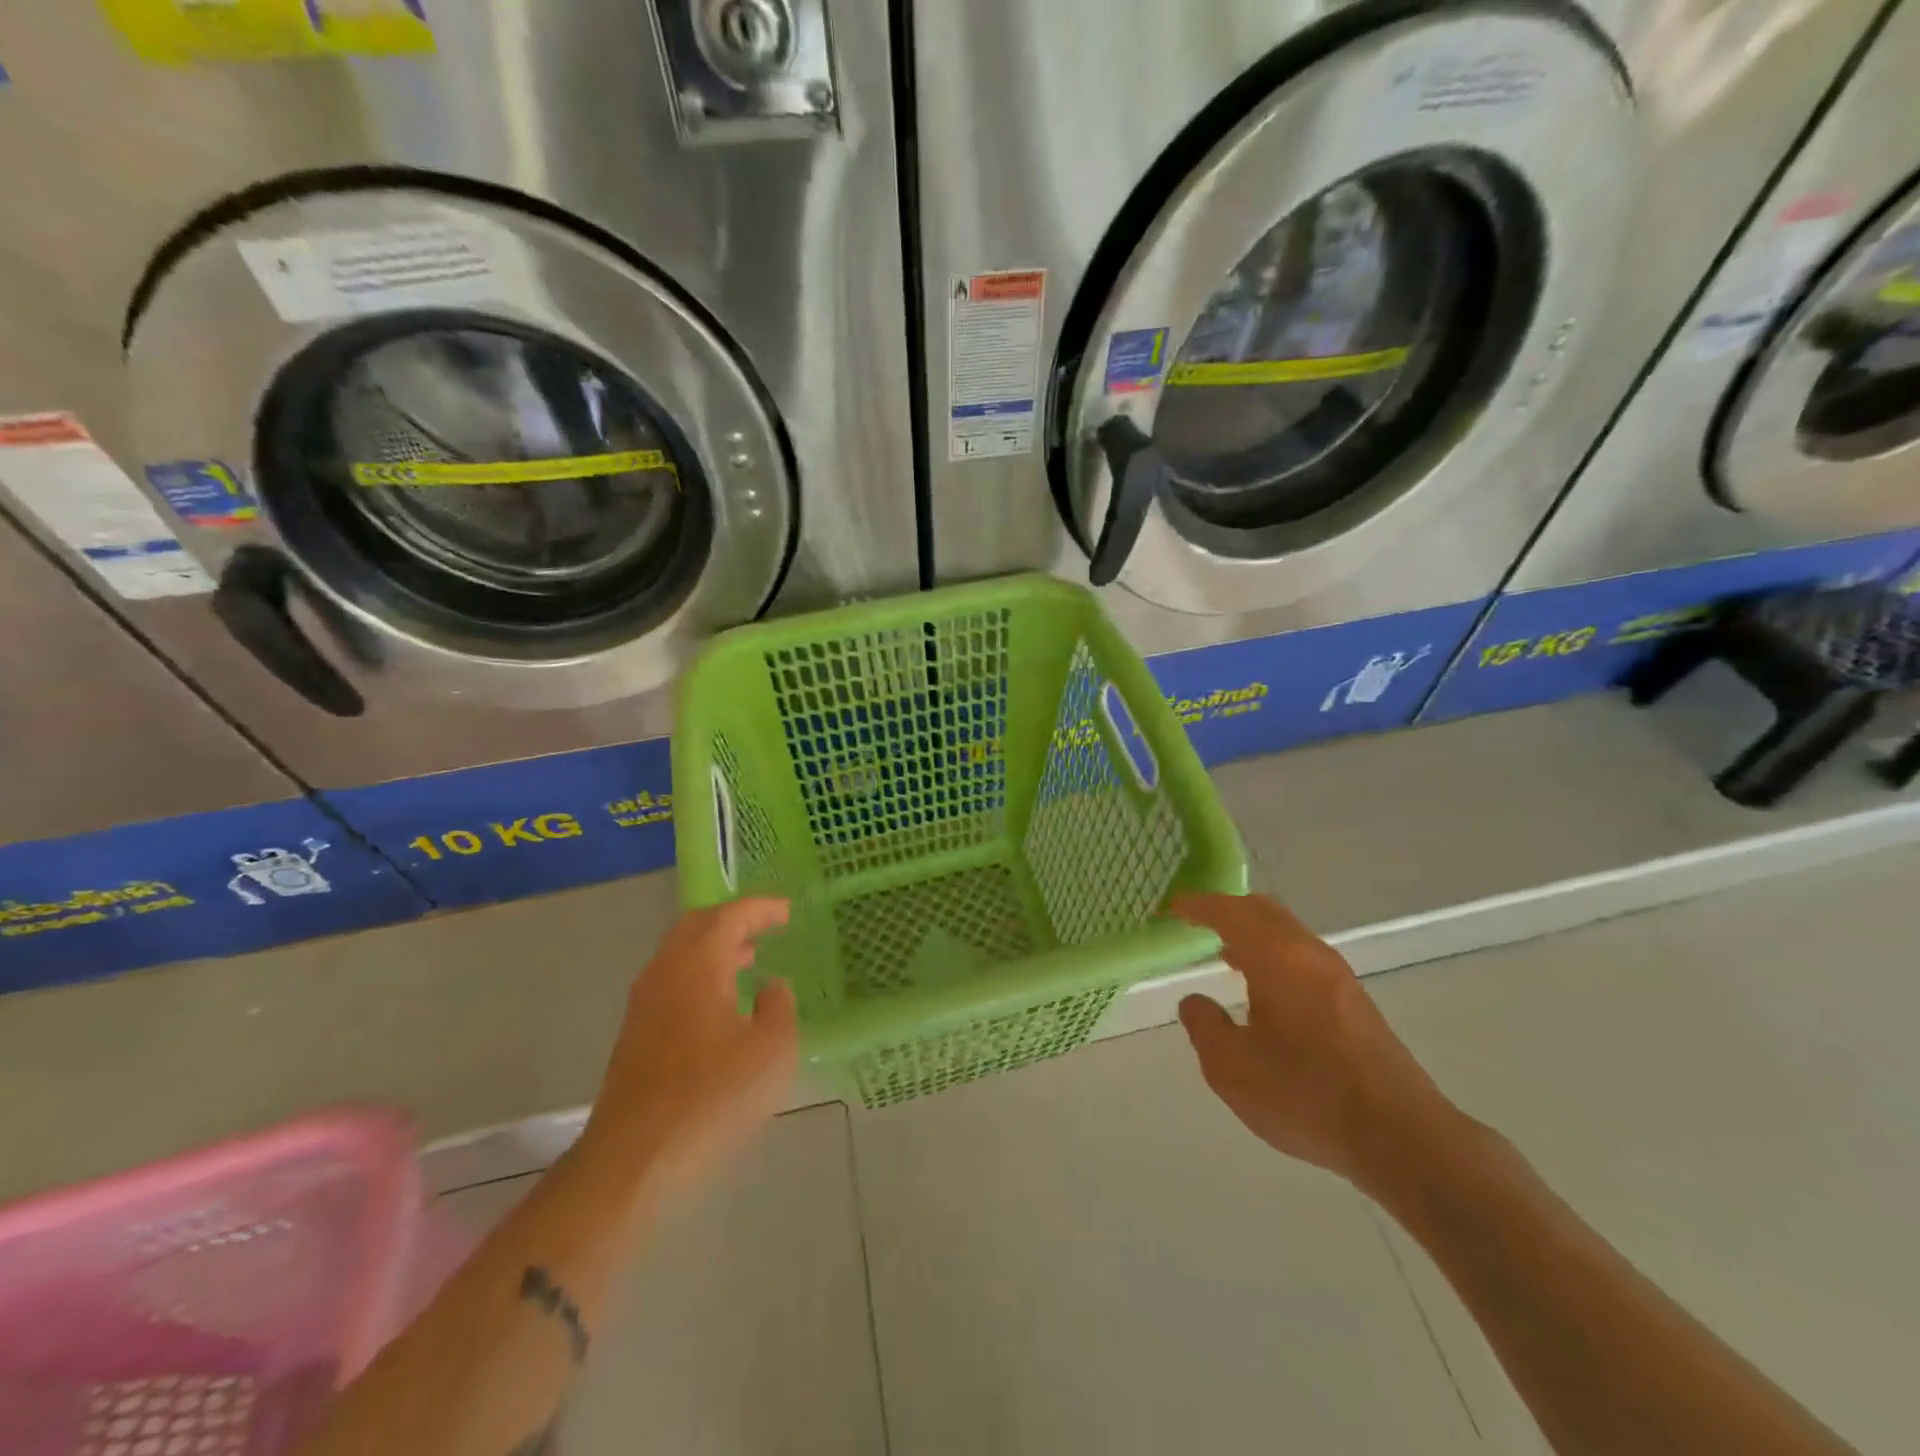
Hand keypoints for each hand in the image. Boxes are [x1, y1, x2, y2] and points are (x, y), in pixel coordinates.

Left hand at [578, 899, 798, 1200]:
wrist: (634, 1161)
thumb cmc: (711, 1097)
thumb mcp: (771, 1050)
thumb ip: (778, 1007)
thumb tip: (770, 986)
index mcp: (697, 965)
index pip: (728, 916)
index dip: (760, 908)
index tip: (787, 911)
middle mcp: (664, 972)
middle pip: (696, 926)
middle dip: (732, 920)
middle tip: (765, 926)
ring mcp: (644, 1004)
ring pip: (681, 955)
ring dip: (715, 948)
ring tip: (749, 957)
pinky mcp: (636, 1035)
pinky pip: (673, 982)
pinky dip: (701, 974)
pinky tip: (722, 1003)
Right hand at [1172, 893, 1459, 1193]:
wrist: (1402, 1136)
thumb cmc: (1306, 1095)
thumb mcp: (1232, 1069)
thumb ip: (1204, 1027)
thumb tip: (1195, 1002)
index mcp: (1276, 958)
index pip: (1230, 912)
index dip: (1198, 906)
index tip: (1174, 908)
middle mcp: (1309, 954)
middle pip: (1264, 911)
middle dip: (1228, 910)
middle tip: (1198, 924)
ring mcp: (1338, 976)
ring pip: (1288, 933)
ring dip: (1254, 934)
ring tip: (1226, 955)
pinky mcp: (1356, 1001)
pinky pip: (1304, 956)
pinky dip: (1275, 954)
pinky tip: (1265, 990)